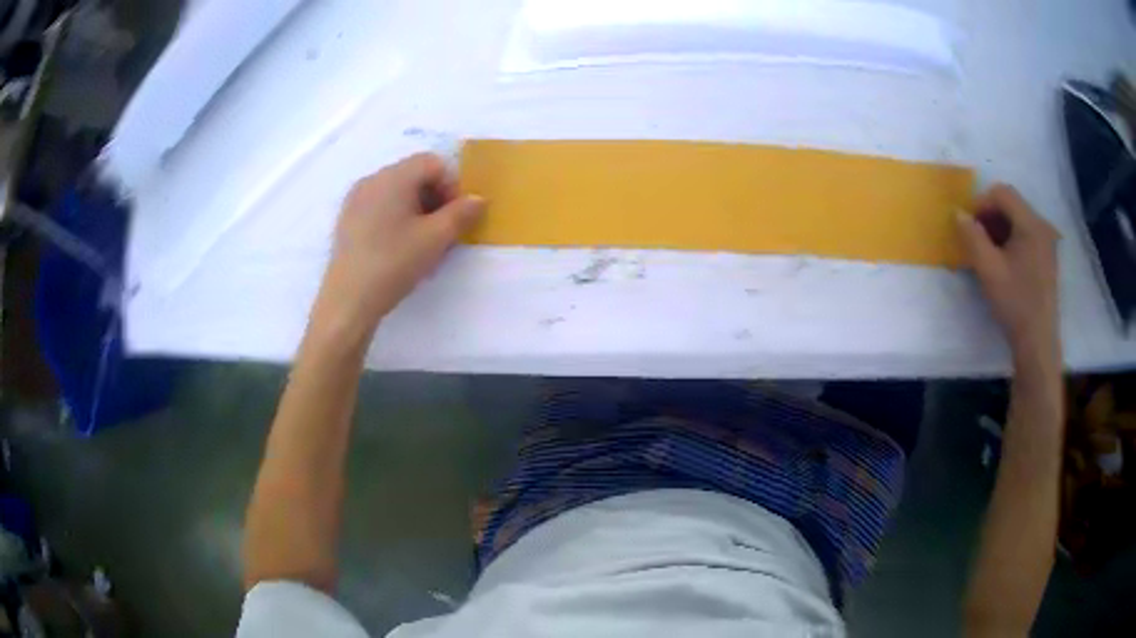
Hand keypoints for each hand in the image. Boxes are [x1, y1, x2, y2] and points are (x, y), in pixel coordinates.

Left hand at [316, 153, 485, 333]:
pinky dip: (396, 219)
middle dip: (435, 199)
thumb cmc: (394, 263)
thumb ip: (462, 213)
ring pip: (397, 193)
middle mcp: (372, 180)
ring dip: (417, 211)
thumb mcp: (436, 238)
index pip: (433, 163)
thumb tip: (477, 199)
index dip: (451, 185)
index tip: (455, 217)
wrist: (348, 300)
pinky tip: (399, 250)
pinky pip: (380, 208)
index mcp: (393, 177)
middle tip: (443, 232)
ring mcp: (355, 200)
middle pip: (414, 176)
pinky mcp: (347, 220)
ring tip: (423, 245)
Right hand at [957, 184, 1059, 358]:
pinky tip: (1004, 261)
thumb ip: (972, 237)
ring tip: (988, 252)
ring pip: (1018, 219)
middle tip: (976, 239)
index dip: (981, 203)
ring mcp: (1047, 242)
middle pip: (1011, 204)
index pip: (1002, 193)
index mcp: (1031, 224)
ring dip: (999, 228)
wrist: (1038, 343)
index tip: (968, 226)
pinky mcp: (1047, 257)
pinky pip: (1026, 234)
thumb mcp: (988, 270)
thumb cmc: (1015, 305)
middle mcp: (1043, 226)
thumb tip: (958, 213)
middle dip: (990, 216)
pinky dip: (1011, 239)